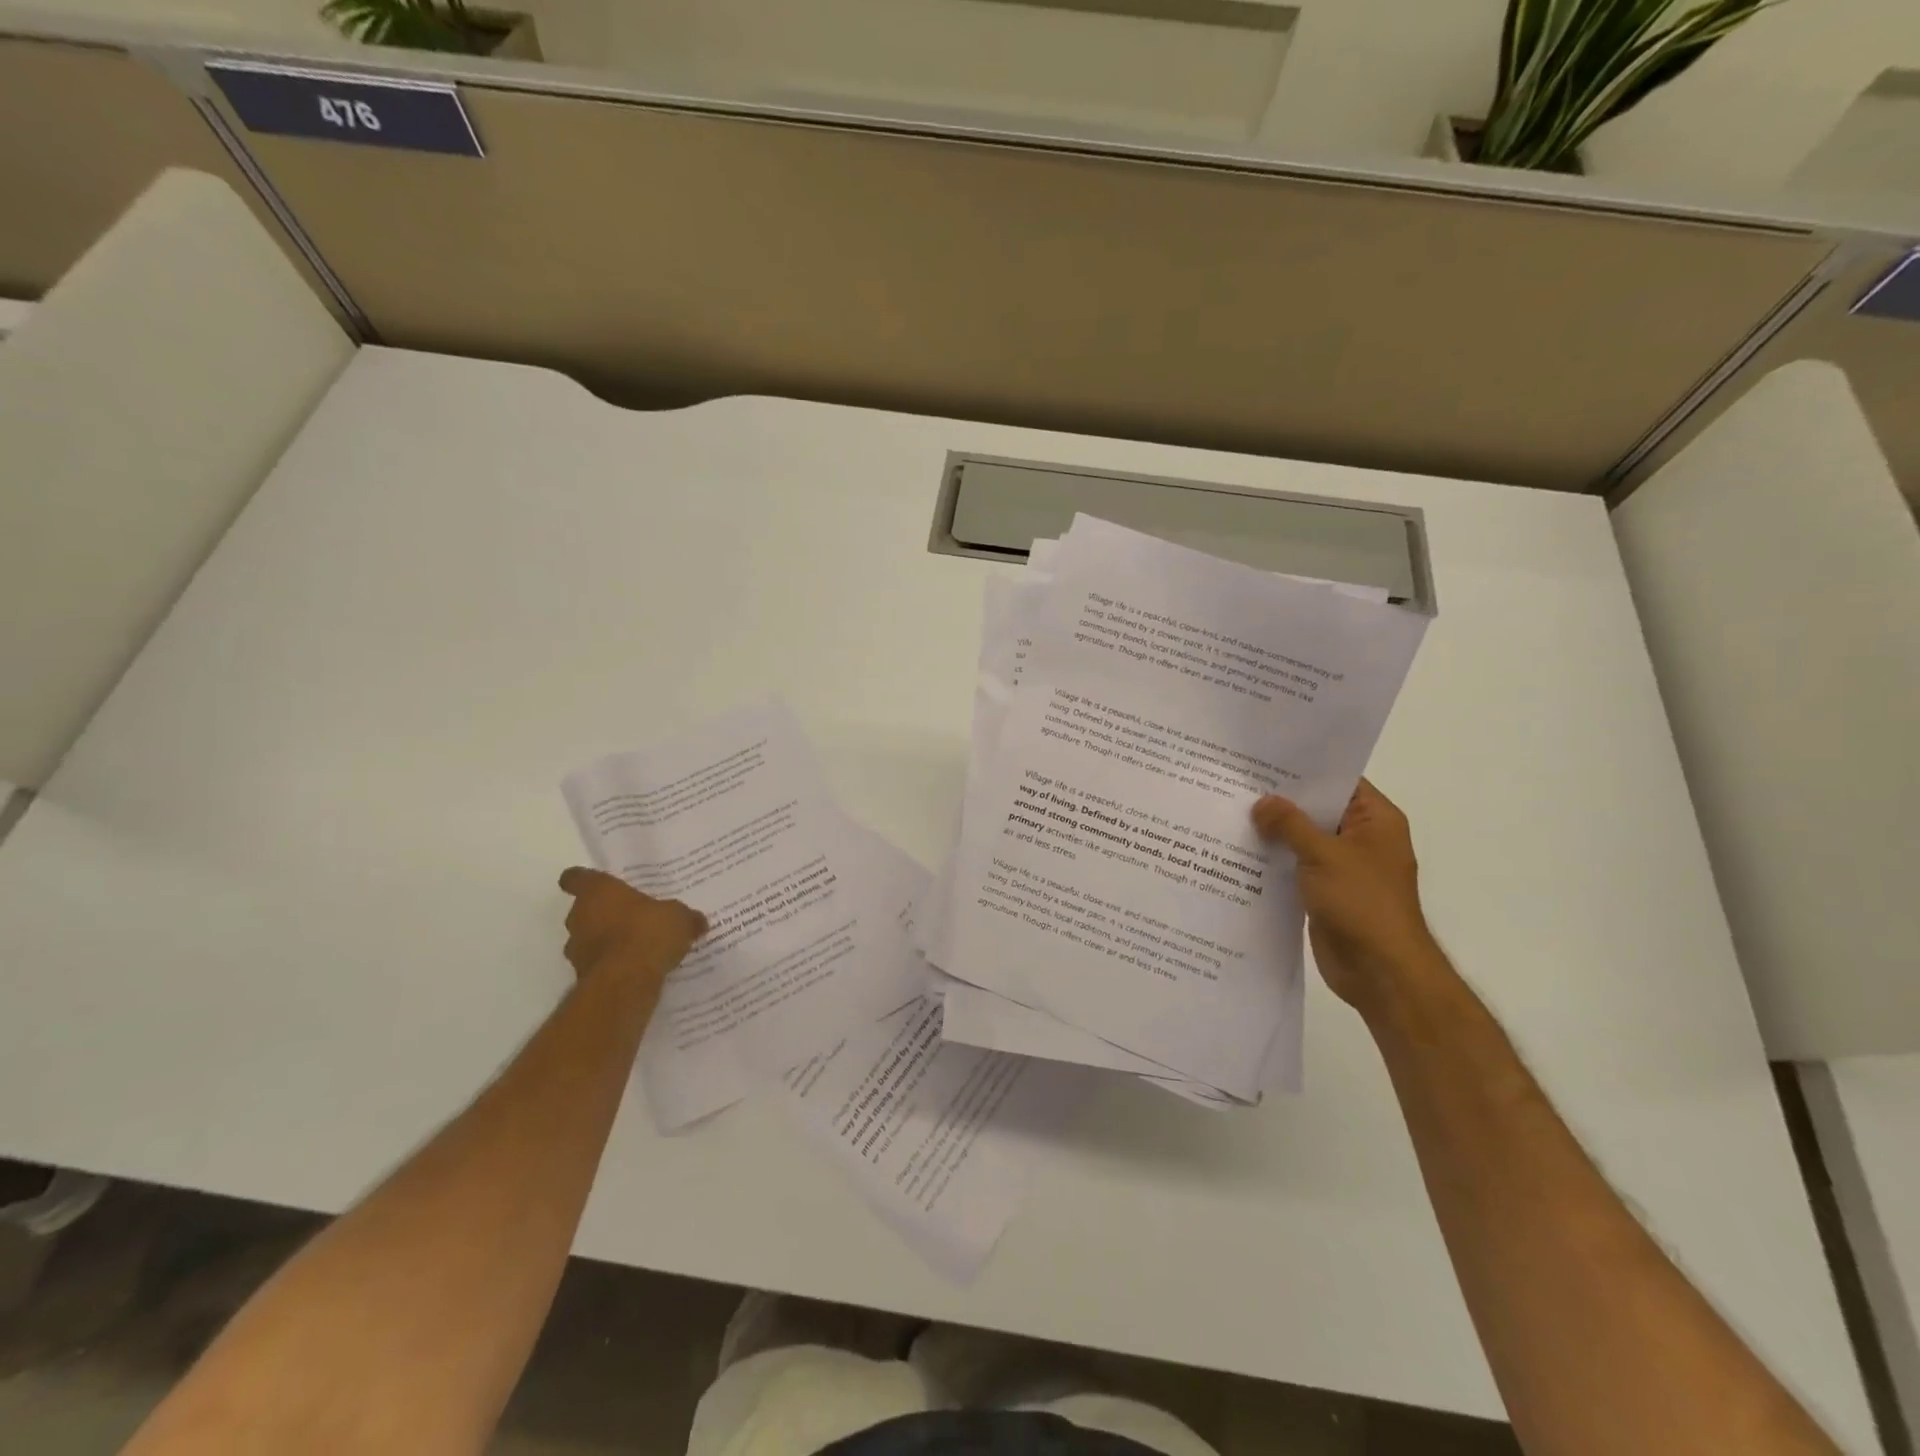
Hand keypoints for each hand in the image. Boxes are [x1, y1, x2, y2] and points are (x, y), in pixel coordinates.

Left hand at [557, 868, 706, 990]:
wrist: (625, 983)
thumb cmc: (647, 933)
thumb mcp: (679, 918)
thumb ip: (685, 917)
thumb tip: (697, 921)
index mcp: (597, 892)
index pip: (576, 878)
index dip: (583, 879)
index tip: (598, 883)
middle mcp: (579, 917)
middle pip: (585, 910)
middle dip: (605, 914)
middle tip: (633, 916)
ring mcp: (577, 949)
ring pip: (589, 939)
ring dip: (607, 942)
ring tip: (638, 947)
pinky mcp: (583, 977)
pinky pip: (599, 965)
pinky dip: (613, 966)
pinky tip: (638, 969)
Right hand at [1252, 779, 1440, 1009]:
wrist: (1379, 971)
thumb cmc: (1362, 903)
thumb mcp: (1324, 855)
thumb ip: (1290, 824)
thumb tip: (1261, 802)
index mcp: (1375, 821)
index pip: (1339, 781)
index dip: (1304, 769)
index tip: (1263, 759)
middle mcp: (1360, 839)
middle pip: (1317, 809)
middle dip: (1280, 801)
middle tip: (1236, 782)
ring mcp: (1342, 867)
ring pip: (1302, 840)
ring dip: (1273, 832)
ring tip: (1228, 812)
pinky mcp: (1324, 892)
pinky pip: (1295, 866)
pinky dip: (1272, 860)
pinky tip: (1238, 851)